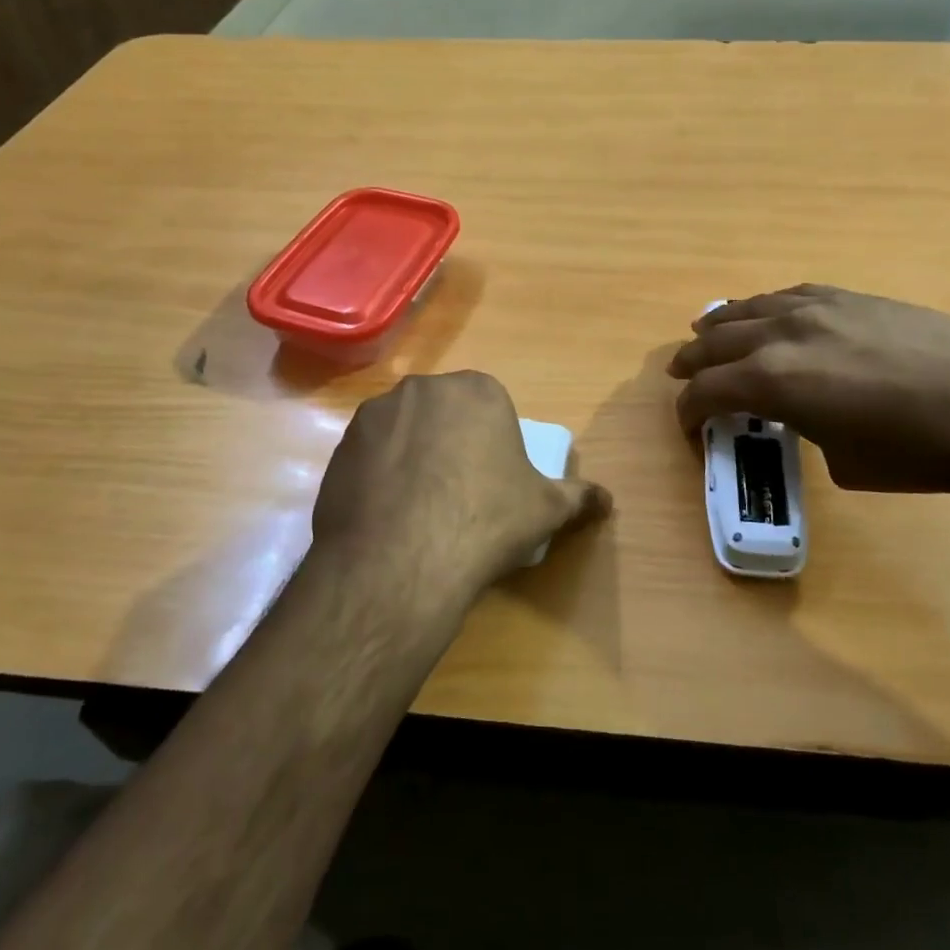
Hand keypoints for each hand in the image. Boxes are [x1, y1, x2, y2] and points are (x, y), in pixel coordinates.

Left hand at [314, 371, 610, 599]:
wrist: (401, 561)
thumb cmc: (485, 521)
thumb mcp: (545, 510)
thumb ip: (579, 497)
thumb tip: (608, 499)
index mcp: (477, 390)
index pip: (489, 407)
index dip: (493, 443)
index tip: (492, 481)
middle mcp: (423, 388)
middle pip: (444, 413)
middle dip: (451, 442)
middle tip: (458, 493)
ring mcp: (376, 414)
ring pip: (404, 431)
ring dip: (412, 456)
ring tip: (418, 509)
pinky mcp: (340, 446)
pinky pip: (370, 455)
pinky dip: (379, 475)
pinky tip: (386, 516)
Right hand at [667, 286, 949, 494]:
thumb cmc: (918, 452)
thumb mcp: (843, 461)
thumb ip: (805, 429)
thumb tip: (804, 414)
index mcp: (773, 381)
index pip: (707, 390)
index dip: (688, 410)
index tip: (688, 425)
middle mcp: (783, 334)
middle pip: (717, 342)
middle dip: (692, 361)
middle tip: (680, 375)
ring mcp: (818, 307)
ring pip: (748, 309)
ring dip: (720, 325)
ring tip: (705, 331)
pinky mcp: (851, 297)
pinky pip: (789, 294)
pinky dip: (765, 307)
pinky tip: (765, 313)